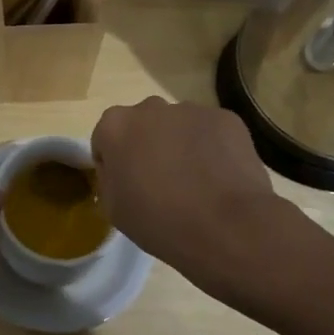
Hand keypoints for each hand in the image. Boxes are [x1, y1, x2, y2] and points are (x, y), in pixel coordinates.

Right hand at [91, 97, 281, 294]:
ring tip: (197, 183)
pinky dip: (212, 148)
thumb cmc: (160, 221)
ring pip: (178, 126)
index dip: (115, 164)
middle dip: (148, 146)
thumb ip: (110, 178)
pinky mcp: (225, 118)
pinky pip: (210, 131)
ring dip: (180, 145)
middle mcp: (150, 107)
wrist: (228, 227)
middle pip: (143, 125)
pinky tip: (220, 178)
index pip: (106, 139)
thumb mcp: (114, 209)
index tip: (128, 186)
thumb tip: (121, 170)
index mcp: (115, 126)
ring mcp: (190, 110)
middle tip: (162, 183)